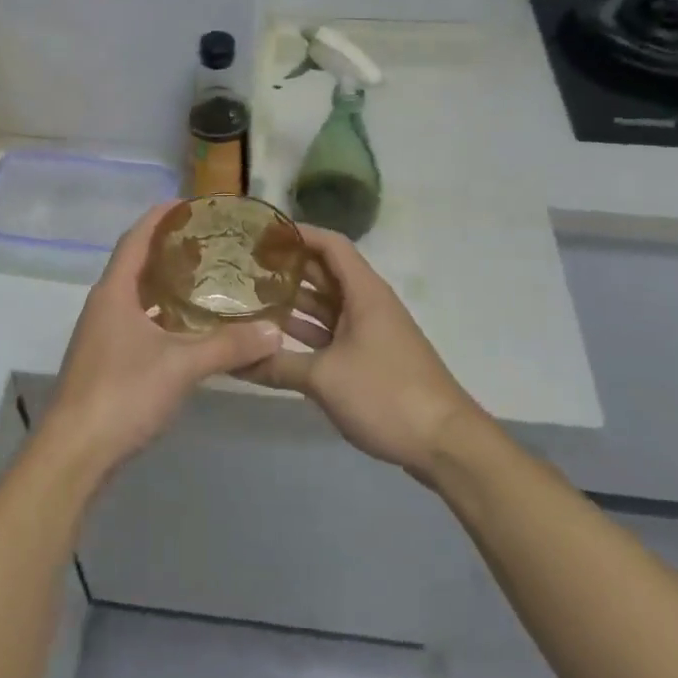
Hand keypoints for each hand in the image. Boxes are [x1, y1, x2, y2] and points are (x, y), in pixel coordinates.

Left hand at [38, 202, 281, 480]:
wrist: (75, 453)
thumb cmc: (122, 394)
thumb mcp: (181, 366)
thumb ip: (229, 346)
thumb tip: (275, 331)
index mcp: (114, 292)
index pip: (136, 238)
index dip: (160, 217)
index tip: (189, 203)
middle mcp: (104, 305)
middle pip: (136, 263)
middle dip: (168, 248)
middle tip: (209, 242)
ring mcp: (101, 334)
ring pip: (136, 295)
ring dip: (165, 283)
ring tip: (205, 279)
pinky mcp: (106, 360)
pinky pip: (137, 321)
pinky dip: (162, 314)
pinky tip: (188, 328)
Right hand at [238, 226, 480, 480]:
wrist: (445, 443)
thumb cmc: (386, 394)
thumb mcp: (324, 378)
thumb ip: (277, 364)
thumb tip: (231, 360)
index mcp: (364, 293)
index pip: (330, 244)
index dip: (298, 234)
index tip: (262, 235)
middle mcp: (367, 304)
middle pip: (325, 273)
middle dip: (288, 268)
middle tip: (245, 268)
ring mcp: (370, 332)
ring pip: (327, 306)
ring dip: (294, 302)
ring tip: (252, 299)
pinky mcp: (371, 358)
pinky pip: (332, 333)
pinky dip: (306, 332)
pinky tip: (277, 339)